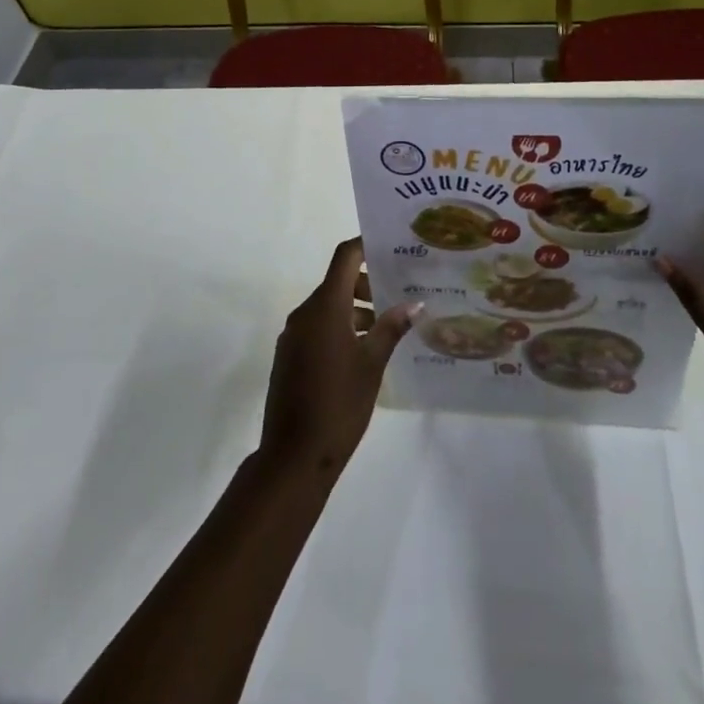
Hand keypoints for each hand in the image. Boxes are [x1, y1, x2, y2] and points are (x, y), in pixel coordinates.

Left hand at [259, 239, 417, 482]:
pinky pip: (317, 327)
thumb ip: (391, 328)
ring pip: (328, 307)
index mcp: (325, 306)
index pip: (345, 257)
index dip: (366, 247)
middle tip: (399, 295)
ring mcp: (293, 335)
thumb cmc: (339, 404)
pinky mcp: (289, 356)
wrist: (293, 456)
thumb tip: (414, 304)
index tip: (391, 249)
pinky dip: (339, 328)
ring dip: (355, 310)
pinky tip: (362, 351)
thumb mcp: (372, 364)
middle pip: (337, 281)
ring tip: (387, 328)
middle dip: (367, 284)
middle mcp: (305, 313)